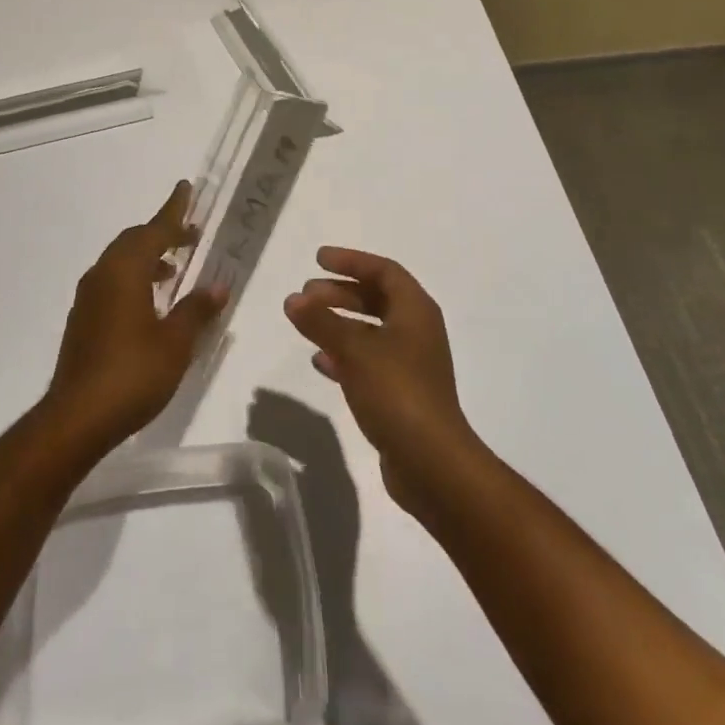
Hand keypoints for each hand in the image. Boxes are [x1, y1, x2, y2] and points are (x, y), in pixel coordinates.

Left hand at [45, 181, 225, 453]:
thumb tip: (218, 286)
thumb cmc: (133, 373)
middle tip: (191, 235)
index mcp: (125, 270)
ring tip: (174, 269)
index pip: (155, 230)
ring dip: (148, 257)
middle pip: (135, 241)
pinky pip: (112, 281)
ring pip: (121, 261)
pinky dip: (134, 278)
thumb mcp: (176, 342)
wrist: (77, 417)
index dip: (174, 210)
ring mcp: (88, 297)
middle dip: (163, 233)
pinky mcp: (83, 319)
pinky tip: (150, 302)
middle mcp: (103, 274)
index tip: (186, 188)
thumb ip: (197, 309)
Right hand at [284, 249, 480, 515]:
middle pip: (377, 298)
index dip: (351, 261)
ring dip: (339, 322)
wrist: (432, 464)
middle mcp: (416, 331)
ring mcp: (410, 364)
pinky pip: (368, 361)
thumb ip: (321, 321)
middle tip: (307, 293)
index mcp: (416, 311)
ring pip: (370, 330)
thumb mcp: (354, 350)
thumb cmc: (396, 392)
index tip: (318, 260)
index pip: (383, 270)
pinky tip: (319, 361)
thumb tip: (293, 298)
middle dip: (340, 292)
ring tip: (306, 322)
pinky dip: (343, 354)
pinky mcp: (401, 394)